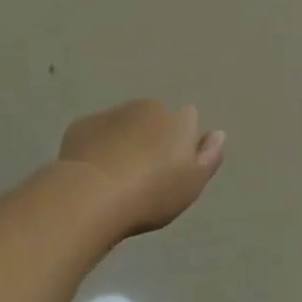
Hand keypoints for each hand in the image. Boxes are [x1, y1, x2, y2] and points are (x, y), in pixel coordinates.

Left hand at [58, 99, 225, 237]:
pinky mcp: (82, 125)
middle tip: (143, 175)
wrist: (91, 194)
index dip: (182, 141)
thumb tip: (218, 133)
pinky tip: (93, 173)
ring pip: (124, 124)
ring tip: (116, 177)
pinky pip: (96, 133)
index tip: (173, 167)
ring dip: (124, 141)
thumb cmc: (151, 193)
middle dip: (151, 138)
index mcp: (178, 120)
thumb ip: (209, 156)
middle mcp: (147, 107)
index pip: (188, 119)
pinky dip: (97, 147)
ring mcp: (112, 113)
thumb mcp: (192, 183)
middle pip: (154, 119)